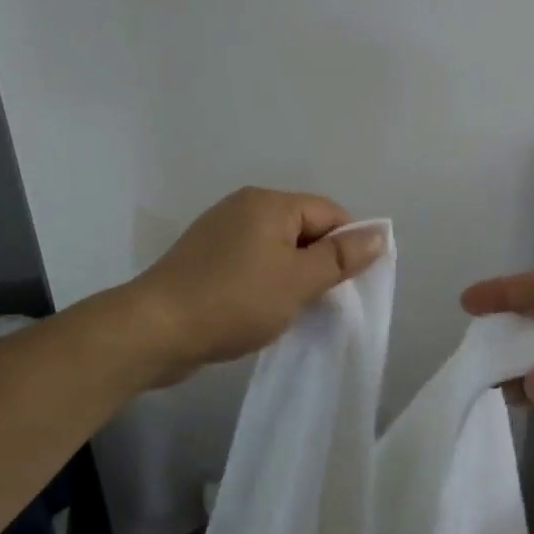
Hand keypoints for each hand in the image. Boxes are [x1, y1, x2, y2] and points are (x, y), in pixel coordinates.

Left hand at [123, 188, 386, 387]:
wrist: (154, 330)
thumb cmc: (234, 301)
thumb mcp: (298, 281)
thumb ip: (340, 258)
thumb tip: (379, 234)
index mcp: (269, 203)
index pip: (329, 213)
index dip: (345, 246)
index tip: (345, 286)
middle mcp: (244, 207)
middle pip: (303, 228)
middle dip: (317, 263)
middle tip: (318, 302)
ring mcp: (220, 232)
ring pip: (277, 248)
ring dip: (291, 276)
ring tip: (289, 310)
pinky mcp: (204, 258)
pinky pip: (250, 262)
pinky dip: (264, 282)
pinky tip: (258, 310)